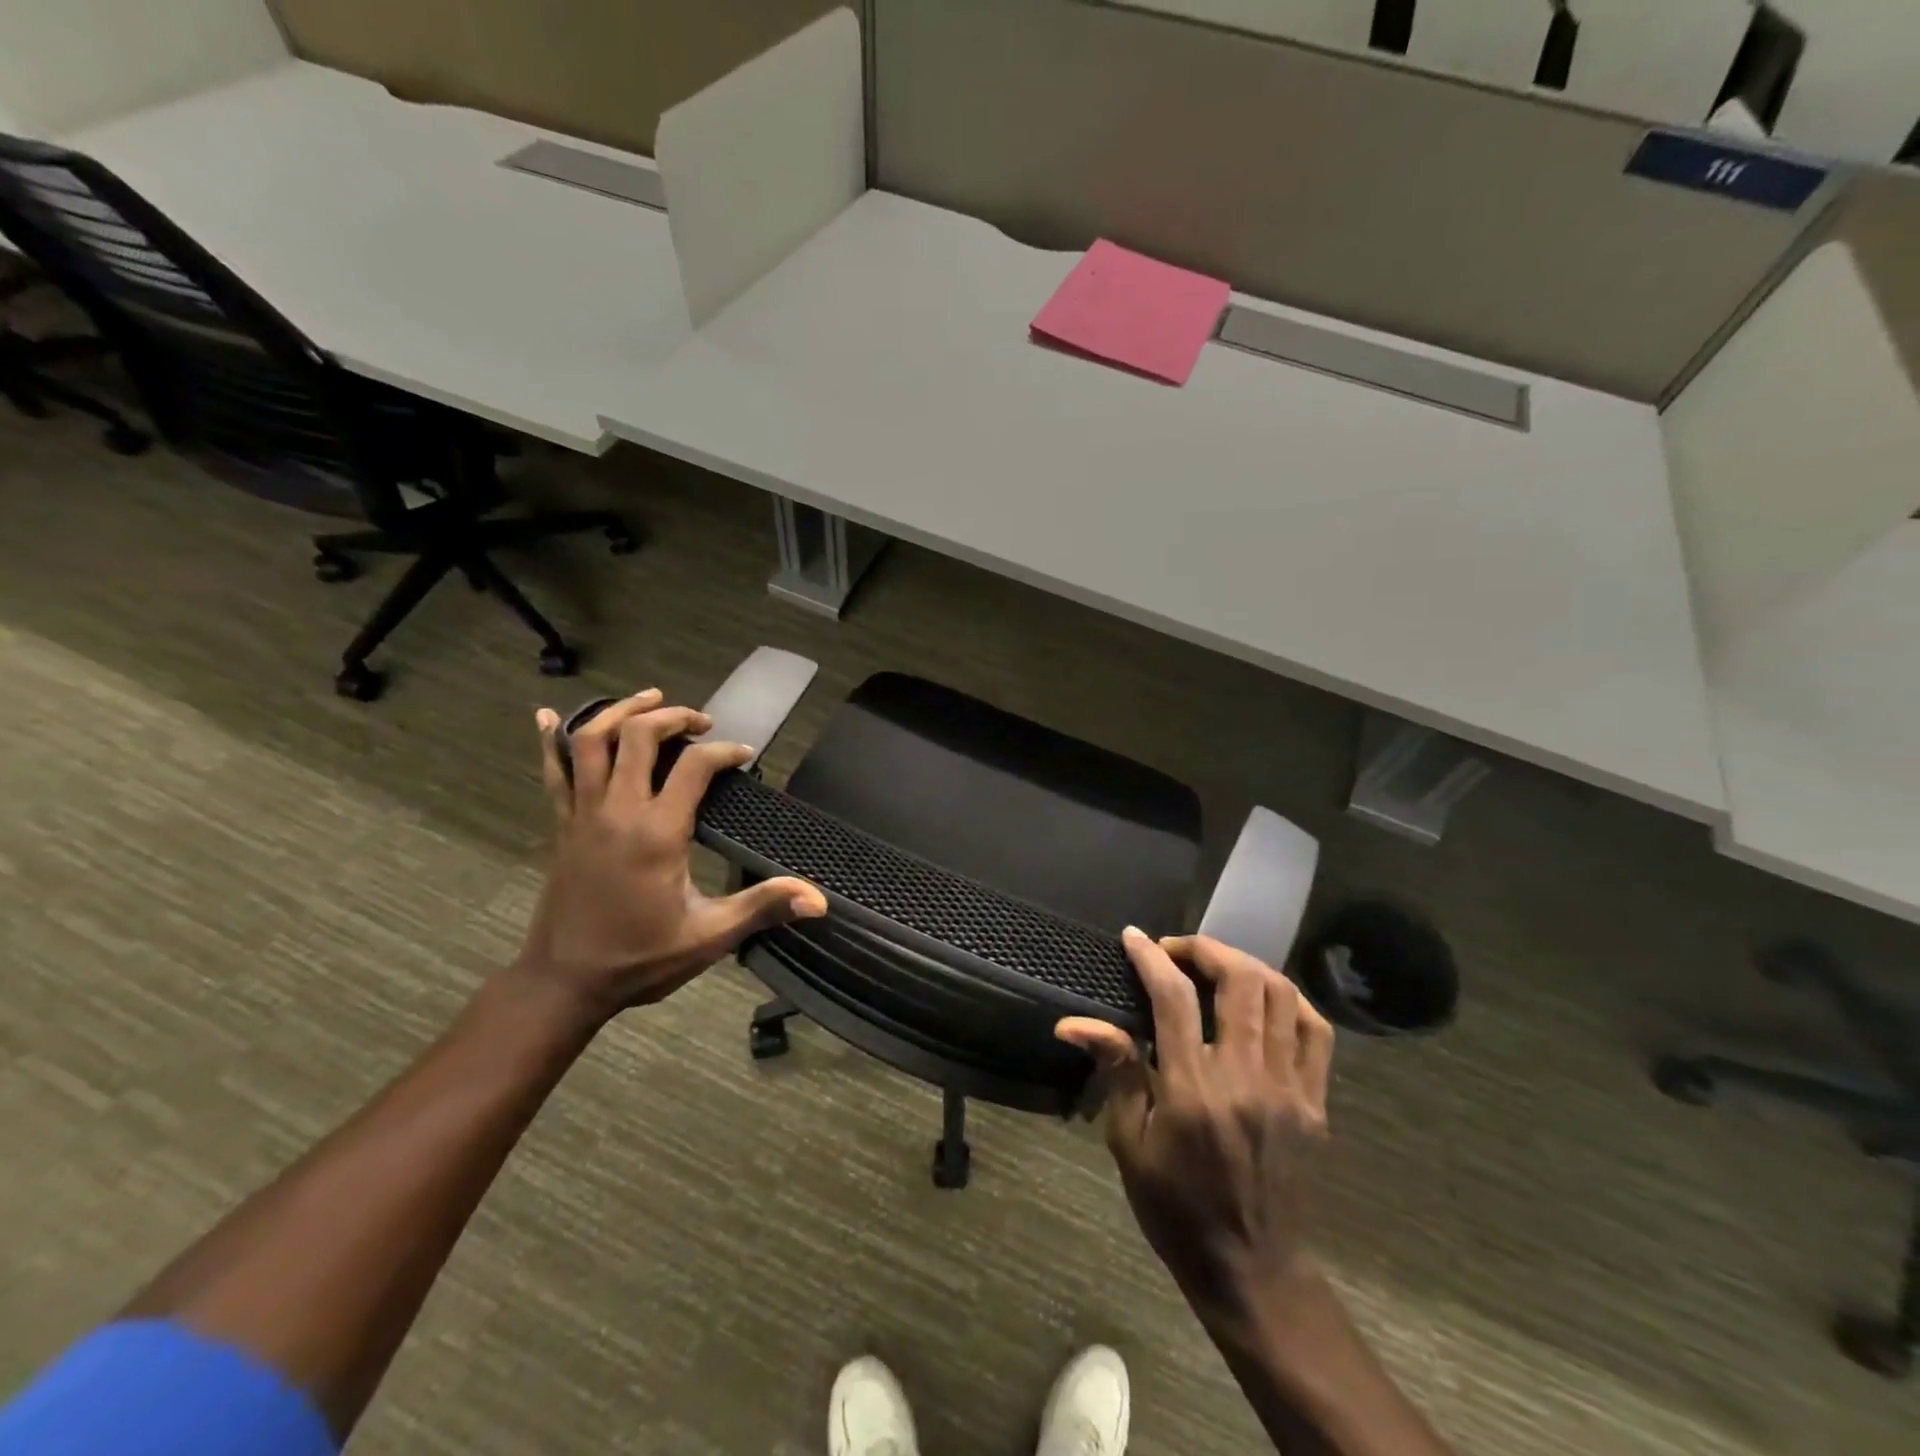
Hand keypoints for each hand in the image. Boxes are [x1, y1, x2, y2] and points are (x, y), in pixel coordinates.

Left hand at [515, 690, 825, 1024]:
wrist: (564, 983)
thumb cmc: (641, 959)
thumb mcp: (709, 936)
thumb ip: (762, 908)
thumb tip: (819, 901)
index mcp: (657, 833)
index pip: (694, 766)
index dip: (724, 752)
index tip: (744, 756)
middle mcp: (617, 811)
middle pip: (638, 735)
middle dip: (674, 717)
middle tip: (701, 722)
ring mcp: (582, 815)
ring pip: (592, 741)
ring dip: (620, 711)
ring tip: (650, 699)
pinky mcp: (561, 826)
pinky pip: (553, 771)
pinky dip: (551, 740)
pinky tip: (549, 716)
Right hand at [1057, 930, 1333, 1334]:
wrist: (1252, 1270)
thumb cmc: (1176, 1208)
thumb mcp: (1130, 1144)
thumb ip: (1116, 1071)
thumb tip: (1073, 1022)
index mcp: (1193, 1091)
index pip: (1173, 999)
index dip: (1151, 957)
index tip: (1133, 937)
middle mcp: (1246, 1078)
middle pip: (1239, 981)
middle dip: (1203, 949)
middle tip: (1175, 951)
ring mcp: (1289, 1088)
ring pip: (1280, 995)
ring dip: (1244, 964)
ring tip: (1213, 964)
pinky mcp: (1315, 1102)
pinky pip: (1315, 1031)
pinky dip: (1291, 998)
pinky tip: (1265, 994)